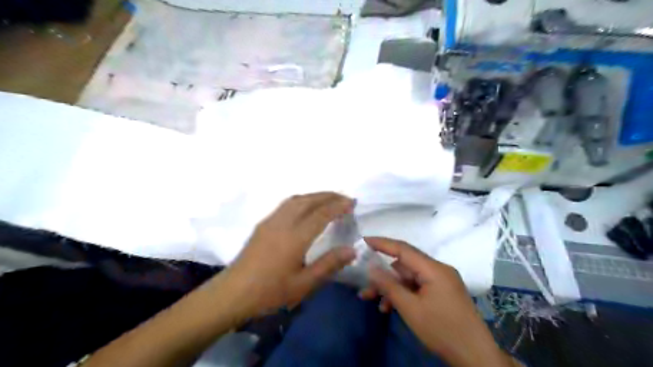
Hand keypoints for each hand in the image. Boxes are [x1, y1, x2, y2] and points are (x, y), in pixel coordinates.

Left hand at [216, 192, 354, 321]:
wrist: (234, 292)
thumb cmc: (270, 291)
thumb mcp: (304, 284)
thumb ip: (329, 264)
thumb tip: (351, 250)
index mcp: (295, 237)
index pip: (321, 214)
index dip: (338, 206)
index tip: (352, 203)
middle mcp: (283, 222)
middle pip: (309, 200)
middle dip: (328, 196)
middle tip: (344, 198)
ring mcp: (271, 221)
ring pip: (296, 199)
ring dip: (315, 195)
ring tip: (328, 199)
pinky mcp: (263, 224)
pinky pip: (286, 204)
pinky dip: (302, 199)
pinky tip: (305, 207)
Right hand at [359, 237, 505, 366]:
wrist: (475, 357)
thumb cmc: (442, 330)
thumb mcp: (410, 308)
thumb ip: (389, 285)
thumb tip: (371, 268)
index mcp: (434, 269)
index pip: (403, 248)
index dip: (382, 243)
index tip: (363, 240)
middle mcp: (438, 270)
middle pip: (404, 265)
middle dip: (383, 274)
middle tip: (364, 283)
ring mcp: (441, 281)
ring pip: (408, 278)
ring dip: (391, 287)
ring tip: (372, 299)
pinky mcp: (442, 292)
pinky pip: (417, 287)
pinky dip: (403, 294)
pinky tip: (389, 307)